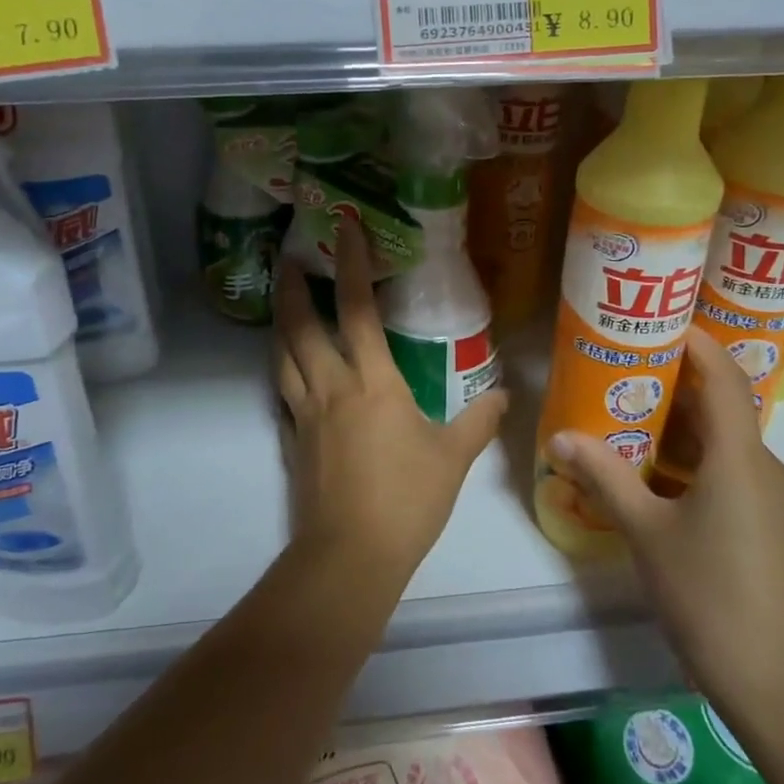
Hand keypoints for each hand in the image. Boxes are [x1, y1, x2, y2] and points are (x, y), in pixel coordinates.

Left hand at [274, 220, 507, 593]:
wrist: (350, 555)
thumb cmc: (407, 500)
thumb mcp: (453, 458)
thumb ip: (478, 422)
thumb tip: (502, 395)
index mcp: (372, 382)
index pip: (357, 310)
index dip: (349, 264)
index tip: (343, 228)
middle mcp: (331, 387)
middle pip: (300, 326)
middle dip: (292, 286)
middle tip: (288, 256)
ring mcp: (304, 414)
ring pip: (283, 356)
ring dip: (281, 324)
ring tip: (283, 304)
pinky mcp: (292, 440)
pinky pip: (282, 392)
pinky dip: (282, 370)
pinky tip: (289, 370)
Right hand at [547, 331, 783, 727]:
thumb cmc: (712, 595)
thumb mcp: (647, 532)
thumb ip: (605, 478)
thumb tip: (560, 438)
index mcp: (740, 456)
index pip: (723, 375)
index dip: (694, 341)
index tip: (657, 323)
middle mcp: (767, 468)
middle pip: (723, 409)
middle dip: (674, 389)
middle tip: (622, 377)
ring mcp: (777, 502)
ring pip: (727, 447)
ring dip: (683, 432)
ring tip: (630, 428)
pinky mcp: (777, 531)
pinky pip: (735, 478)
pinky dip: (698, 467)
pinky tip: (661, 488)